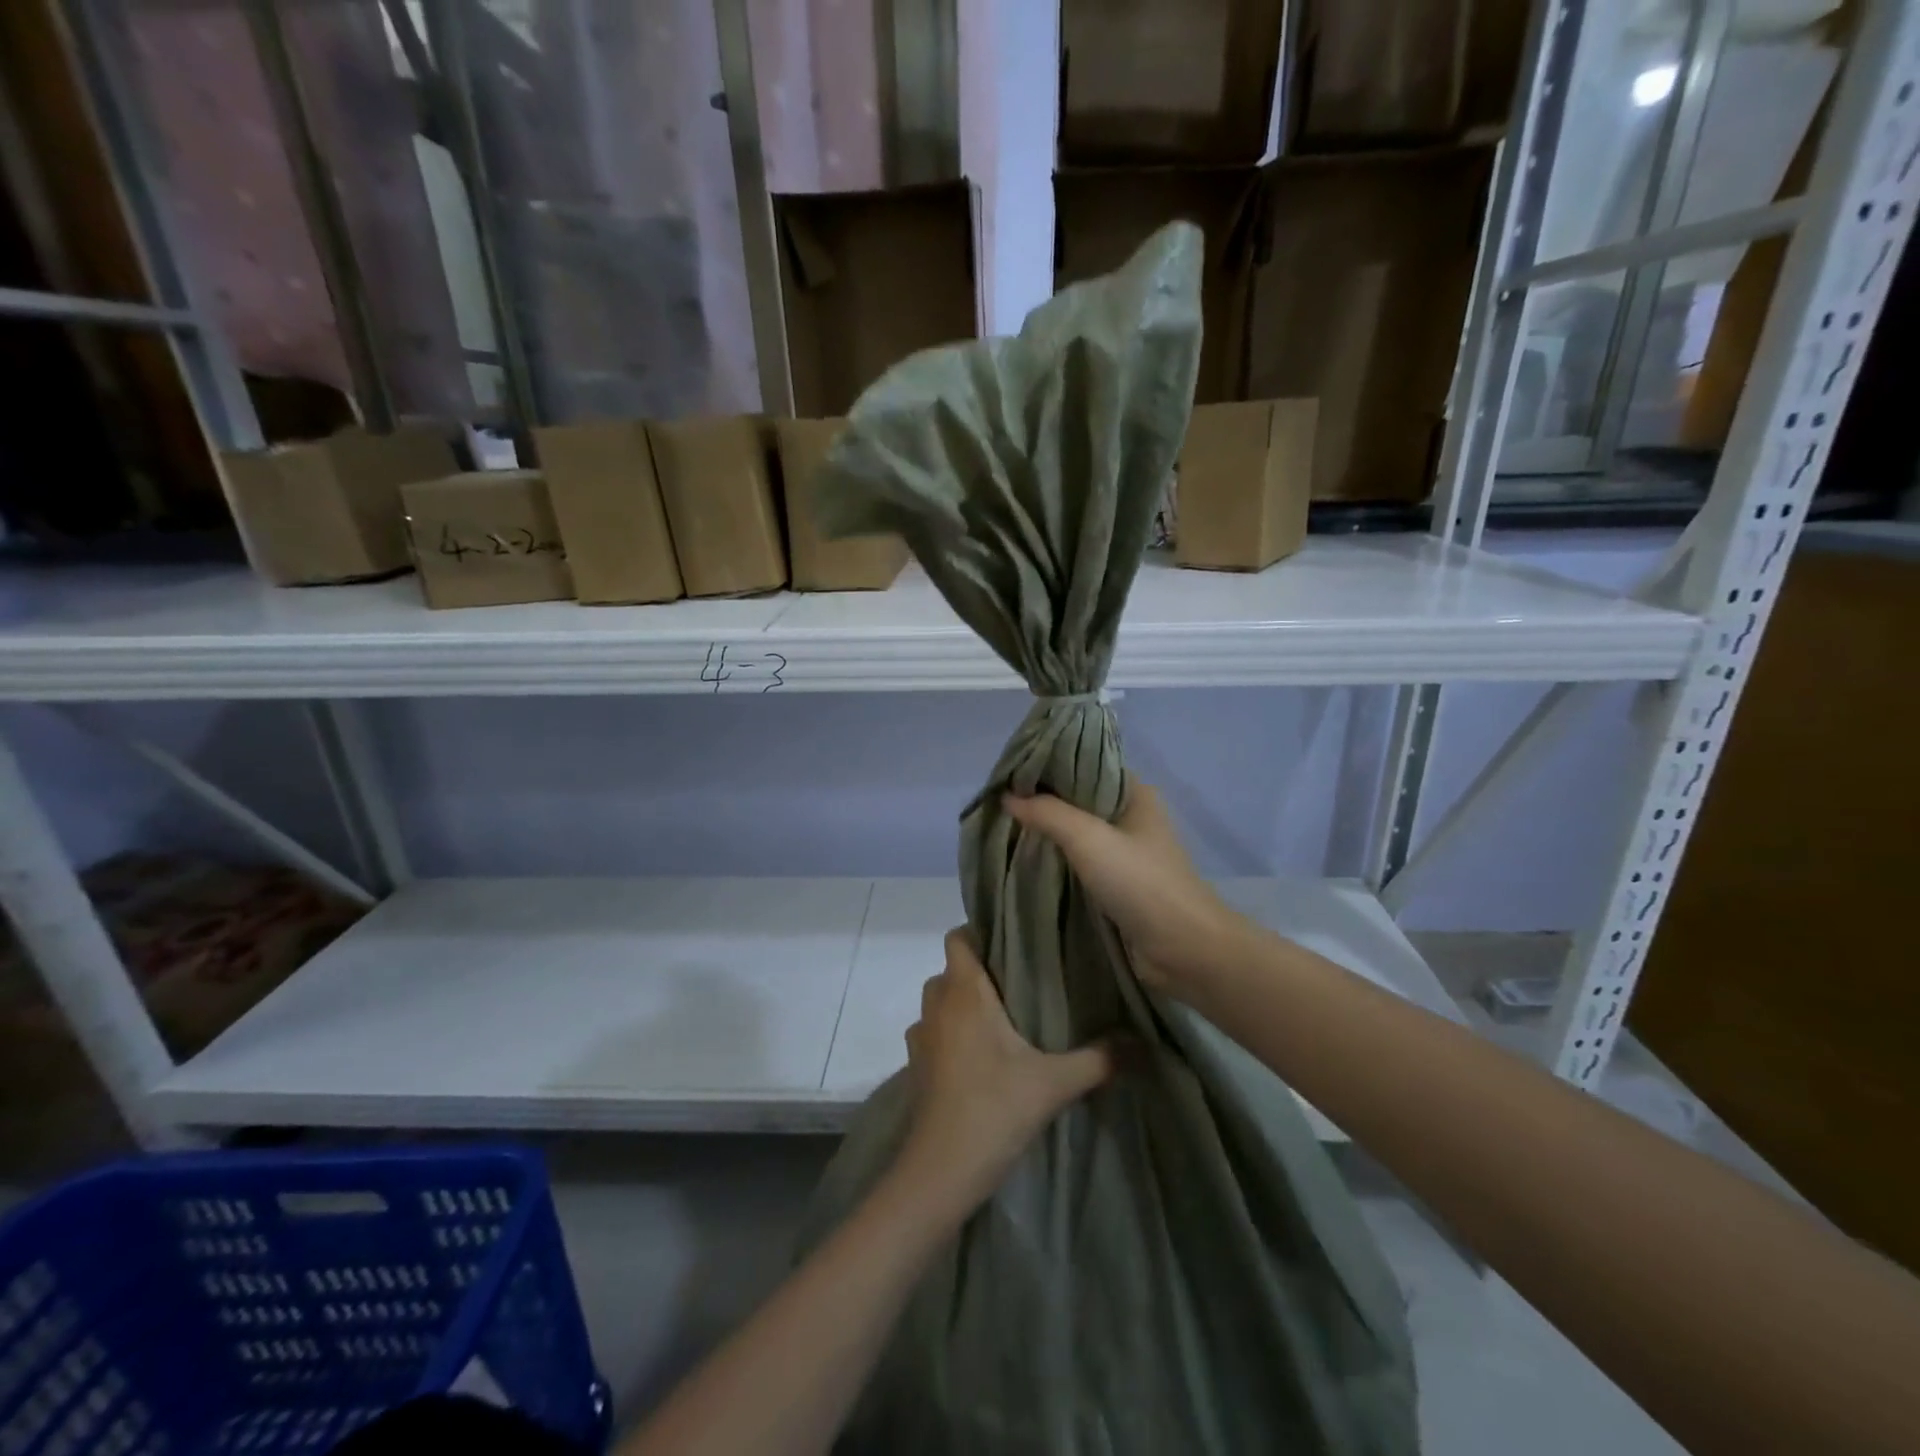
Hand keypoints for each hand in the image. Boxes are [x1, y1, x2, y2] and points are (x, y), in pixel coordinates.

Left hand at [898, 929, 1114, 1213]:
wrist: (941, 1170)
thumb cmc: (994, 1109)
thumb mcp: (1055, 1083)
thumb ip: (1099, 1059)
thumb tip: (1142, 1043)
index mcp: (964, 993)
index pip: (957, 938)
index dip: (978, 932)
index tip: (1012, 941)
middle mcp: (937, 1006)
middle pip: (952, 969)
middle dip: (980, 971)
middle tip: (1021, 981)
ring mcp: (922, 1037)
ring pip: (941, 1002)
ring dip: (964, 1004)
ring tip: (1004, 1017)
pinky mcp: (917, 1067)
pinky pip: (935, 1033)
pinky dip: (953, 1034)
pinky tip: (982, 1057)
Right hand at [1003, 781, 1244, 996]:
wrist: (1184, 950)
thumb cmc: (1140, 882)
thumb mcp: (1089, 838)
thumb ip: (1047, 813)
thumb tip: (1007, 796)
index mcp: (1134, 793)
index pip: (1085, 766)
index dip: (1048, 766)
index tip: (1009, 772)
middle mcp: (1131, 817)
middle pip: (1078, 800)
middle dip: (1042, 801)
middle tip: (999, 802)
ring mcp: (1126, 852)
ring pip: (1077, 833)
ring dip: (1047, 833)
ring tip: (1005, 828)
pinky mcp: (1119, 885)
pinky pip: (1080, 863)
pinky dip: (1057, 860)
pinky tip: (1027, 859)